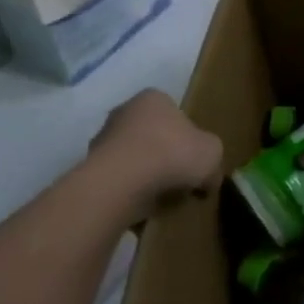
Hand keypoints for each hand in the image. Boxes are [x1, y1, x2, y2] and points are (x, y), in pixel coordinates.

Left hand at [87, 89, 222, 220]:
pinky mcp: (90, 166)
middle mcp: (124, 111)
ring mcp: (103, 138)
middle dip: (166, 155)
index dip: (189, 138)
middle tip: (181, 179)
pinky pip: (119, 178)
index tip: (195, 160)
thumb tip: (209, 178)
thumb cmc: (172, 154)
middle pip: (153, 135)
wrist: (121, 182)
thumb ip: (213, 160)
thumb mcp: (212, 153)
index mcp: (154, 98)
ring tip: (162, 197)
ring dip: (146, 174)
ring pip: (134, 157)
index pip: (176, 114)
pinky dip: (130, 189)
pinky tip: (142, 204)